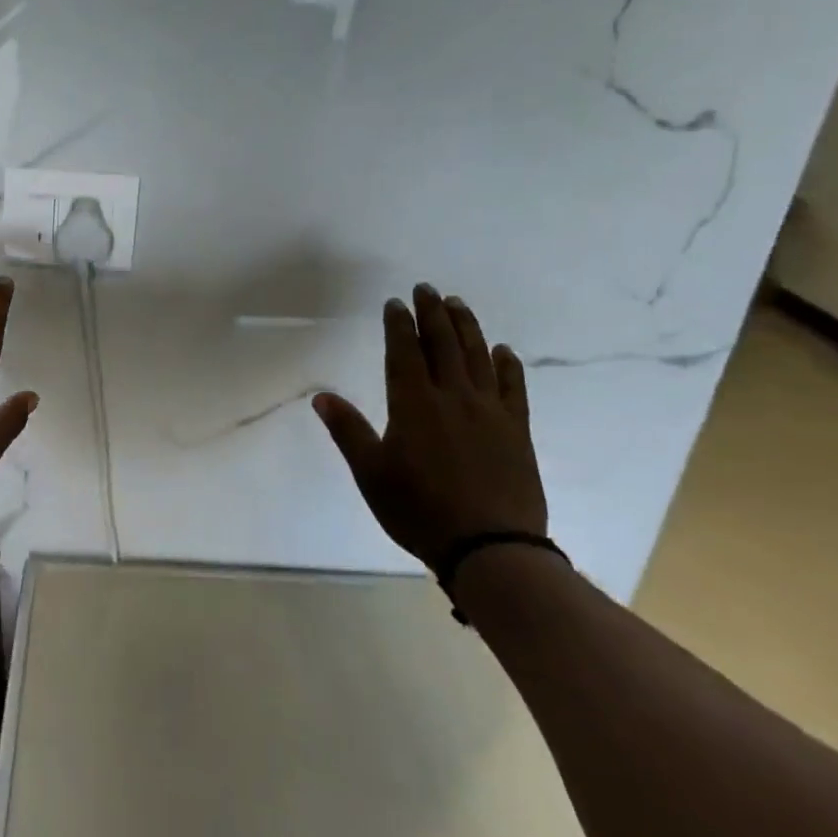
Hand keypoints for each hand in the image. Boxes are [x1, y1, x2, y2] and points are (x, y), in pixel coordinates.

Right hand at [312, 283, 545, 566]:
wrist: (490, 547)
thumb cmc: (419, 510)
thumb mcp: (371, 473)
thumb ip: (347, 431)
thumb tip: (321, 396)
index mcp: (413, 405)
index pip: (404, 352)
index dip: (399, 325)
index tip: (395, 303)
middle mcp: (452, 397)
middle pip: (443, 344)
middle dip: (433, 313)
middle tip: (426, 289)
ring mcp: (490, 411)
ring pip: (477, 357)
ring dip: (467, 327)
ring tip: (458, 304)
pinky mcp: (517, 429)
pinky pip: (513, 387)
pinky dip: (508, 365)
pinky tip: (503, 350)